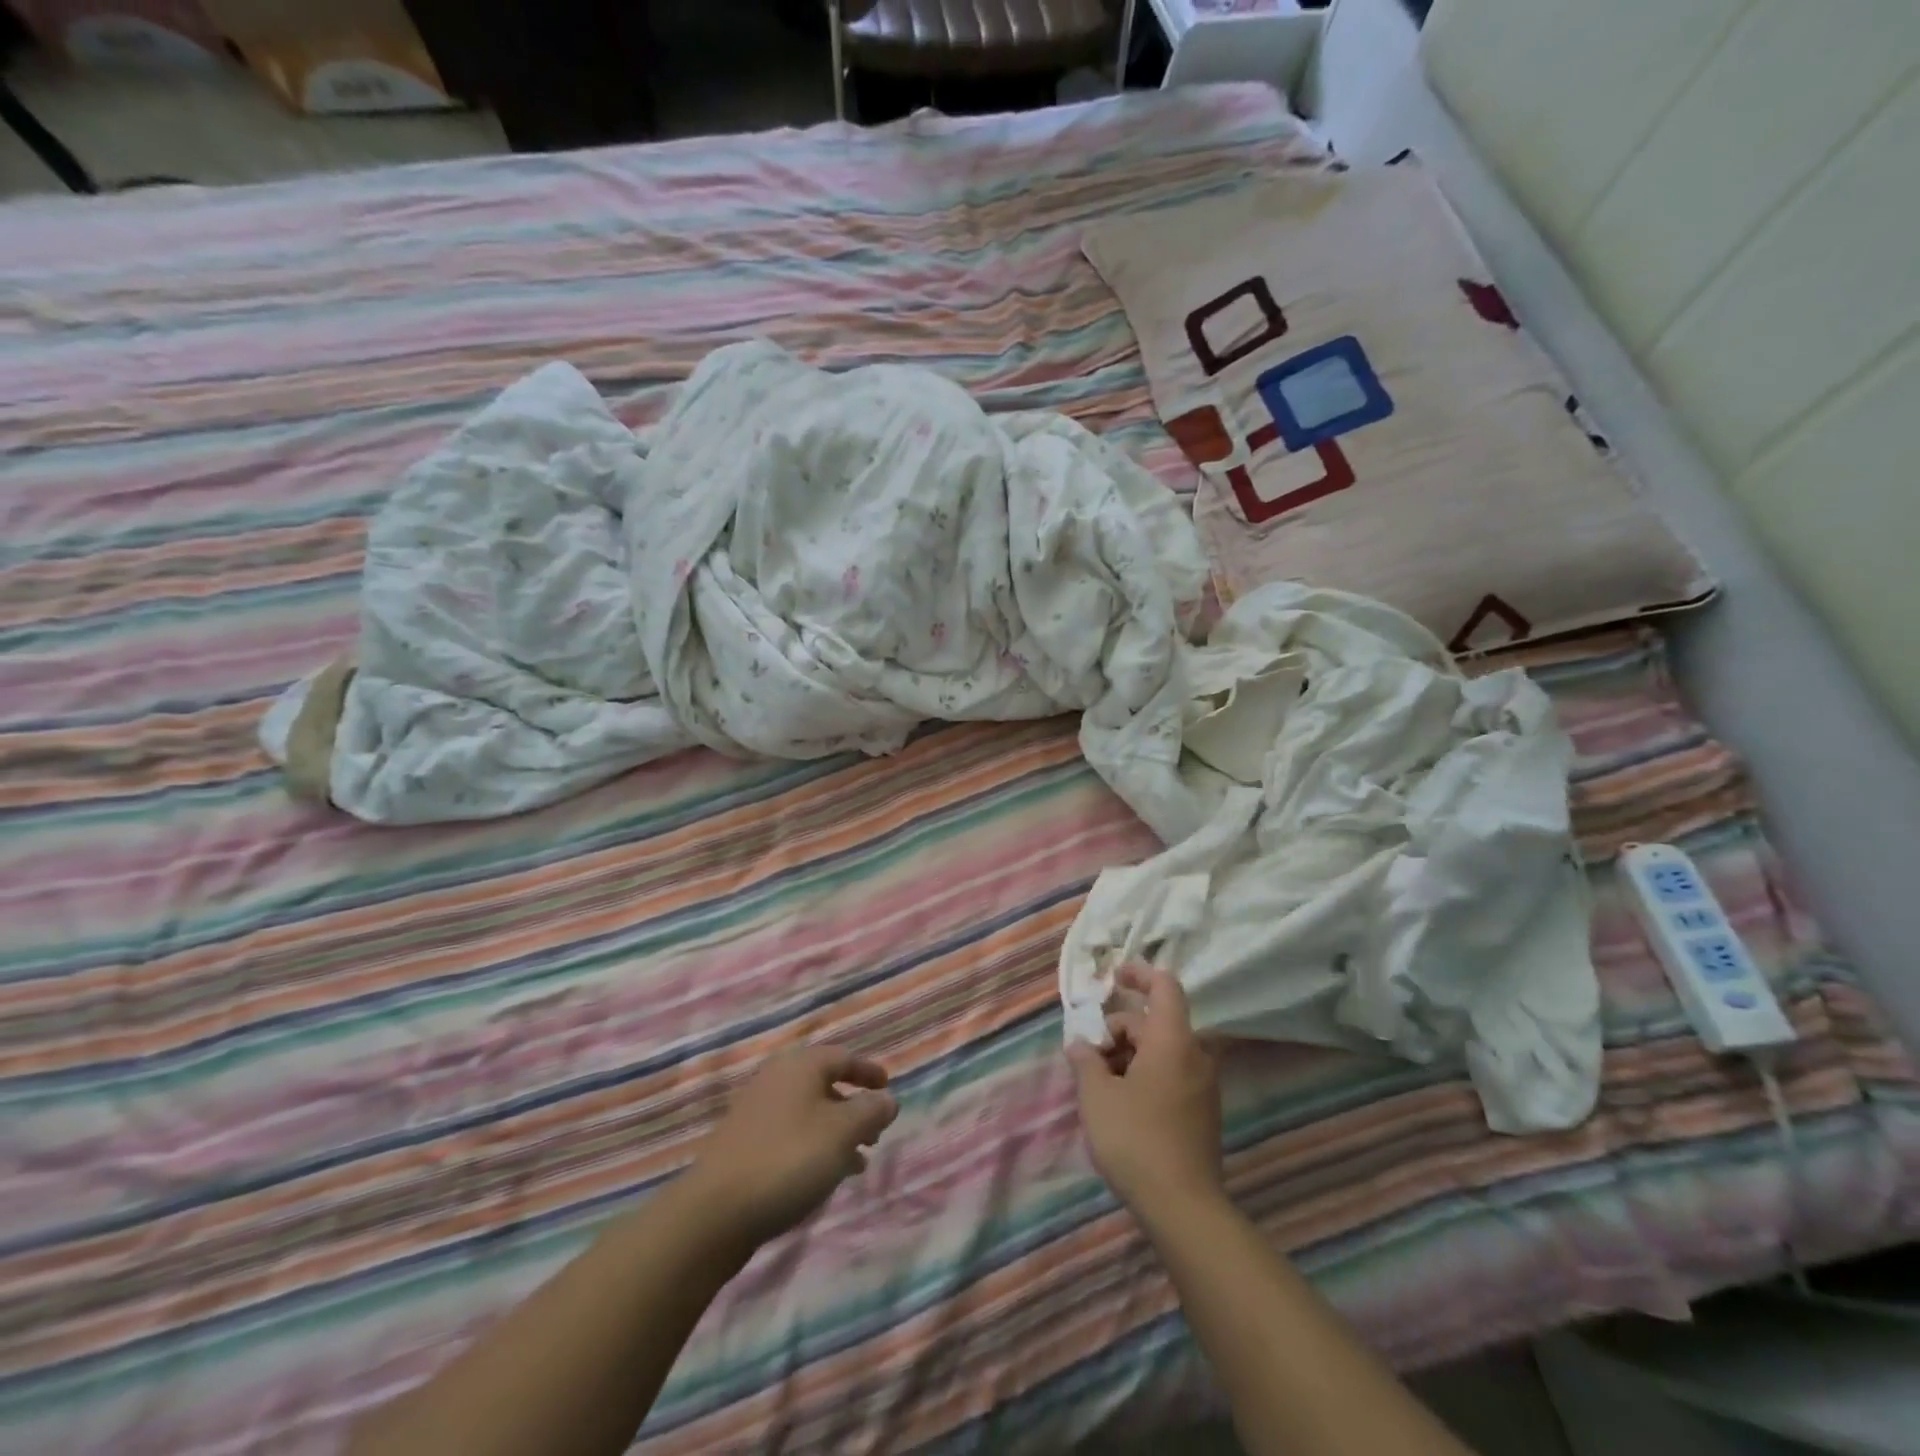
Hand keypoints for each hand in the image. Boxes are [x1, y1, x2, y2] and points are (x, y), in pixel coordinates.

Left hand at [686, 1044, 898, 1248]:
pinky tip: (823, 1177)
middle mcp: (776, 1079)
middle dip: (853, 1106)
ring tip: (857, 1161)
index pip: (843, 1057)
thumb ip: (871, 1111)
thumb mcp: (842, 1132)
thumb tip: (887, 1099)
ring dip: (835, 1131)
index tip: (888, 1087)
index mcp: (800, 1065)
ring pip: (807, 1112)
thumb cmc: (789, 1159)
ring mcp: (755, 1112)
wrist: (715, 1212)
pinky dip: (813, 1146)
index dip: (868, 1072)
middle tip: (874, 1132)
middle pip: (824, 1084)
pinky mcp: (743, 1145)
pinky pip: (790, 1135)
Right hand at [1067, 966, 1222, 1215]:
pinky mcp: (1202, 1112)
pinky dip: (1144, 1073)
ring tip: (1098, 1081)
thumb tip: (1080, 1044)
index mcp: (1173, 1041)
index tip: (1114, 976)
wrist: (1183, 1208)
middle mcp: (1195, 1055)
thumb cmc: (1136, 1140)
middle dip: (1119, 1028)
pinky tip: (1120, 1101)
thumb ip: (1085, 1060)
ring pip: (1161, 1051)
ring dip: (1129, 1054)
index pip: (1164, 987)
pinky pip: (1171, 1074)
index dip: (1140, 973)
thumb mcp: (1097, 1095)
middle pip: (1155, 1022)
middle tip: (1088, 1053)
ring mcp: (1203, 1086)